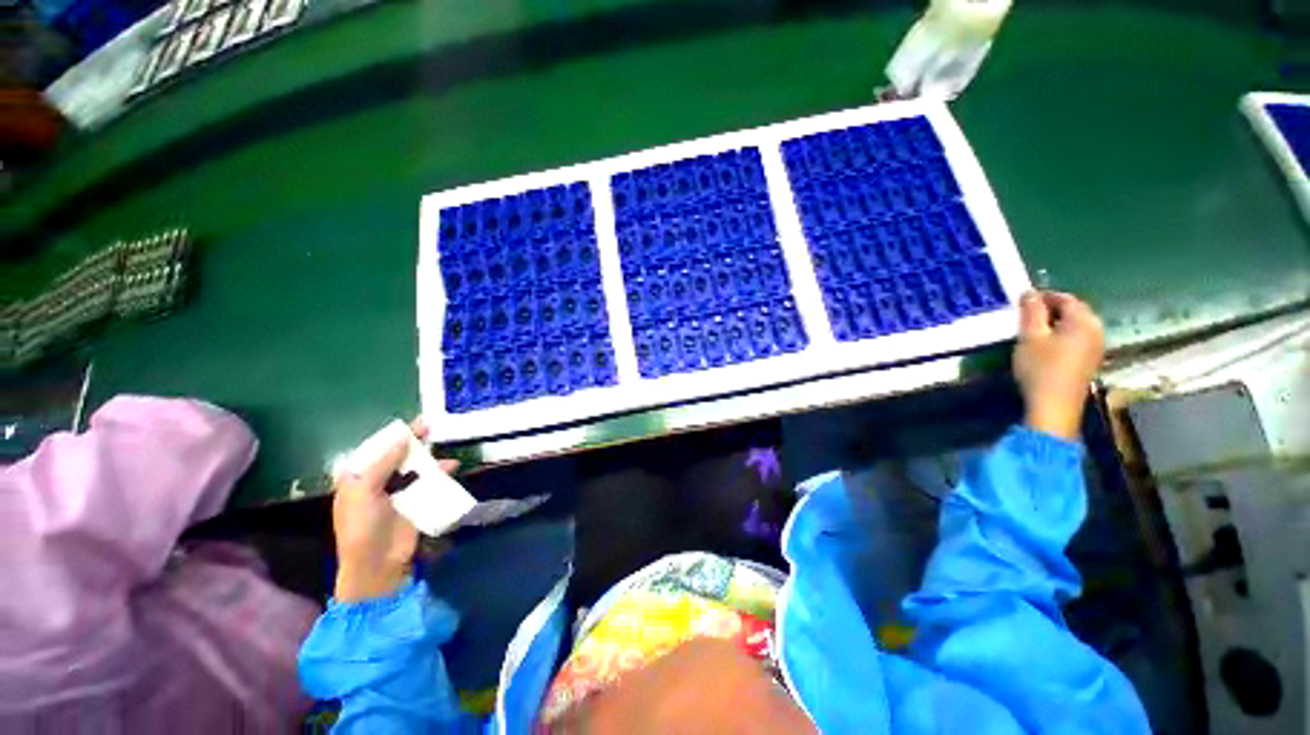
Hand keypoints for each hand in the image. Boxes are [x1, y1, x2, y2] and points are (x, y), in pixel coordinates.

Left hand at [331, 418, 458, 602]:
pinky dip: (440, 473)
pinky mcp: (416, 502)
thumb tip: (402, 438)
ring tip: (442, 444)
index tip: (412, 423)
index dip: (393, 435)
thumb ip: (382, 463)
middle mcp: (378, 482)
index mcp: (358, 479)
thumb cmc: (362, 527)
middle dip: (413, 441)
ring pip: (415, 466)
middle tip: (430, 426)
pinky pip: (429, 481)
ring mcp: (398, 492)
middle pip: (397, 455)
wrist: (377, 563)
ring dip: (428, 456)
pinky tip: (451, 466)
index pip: (375, 449)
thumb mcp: (363, 492)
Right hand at [1013, 291, 1104, 440]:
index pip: (1066, 298)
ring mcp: (1097, 347)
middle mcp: (1096, 330)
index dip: (1044, 296)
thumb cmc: (1040, 368)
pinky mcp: (1091, 360)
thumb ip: (1031, 312)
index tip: (1023, 301)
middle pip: (1075, 311)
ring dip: (1057, 323)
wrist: (1054, 406)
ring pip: (1077, 325)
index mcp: (1084, 321)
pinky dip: (1063, 335)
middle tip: (1026, 315)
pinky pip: (1079, 338)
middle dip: (1052, 309)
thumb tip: (1029, 292)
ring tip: (1034, 330)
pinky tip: (1047, 346)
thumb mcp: (1029, 337)